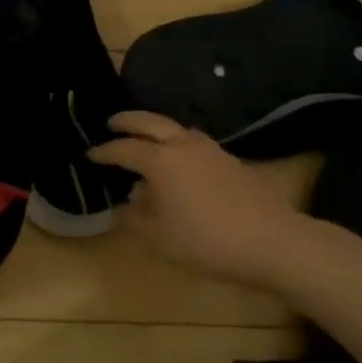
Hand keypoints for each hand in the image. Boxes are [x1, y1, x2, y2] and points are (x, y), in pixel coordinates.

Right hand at [91, 111, 310, 288]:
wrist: (271, 241)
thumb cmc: (206, 240)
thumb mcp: (159, 237)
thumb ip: (135, 218)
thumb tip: (124, 205)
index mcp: (160, 160)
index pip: (124, 149)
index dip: (105, 152)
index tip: (91, 155)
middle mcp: (183, 145)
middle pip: (150, 122)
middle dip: (128, 121)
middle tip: (112, 123)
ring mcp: (211, 150)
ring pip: (176, 128)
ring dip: (157, 129)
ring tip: (146, 139)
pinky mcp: (230, 161)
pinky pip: (194, 142)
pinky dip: (177, 142)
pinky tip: (180, 161)